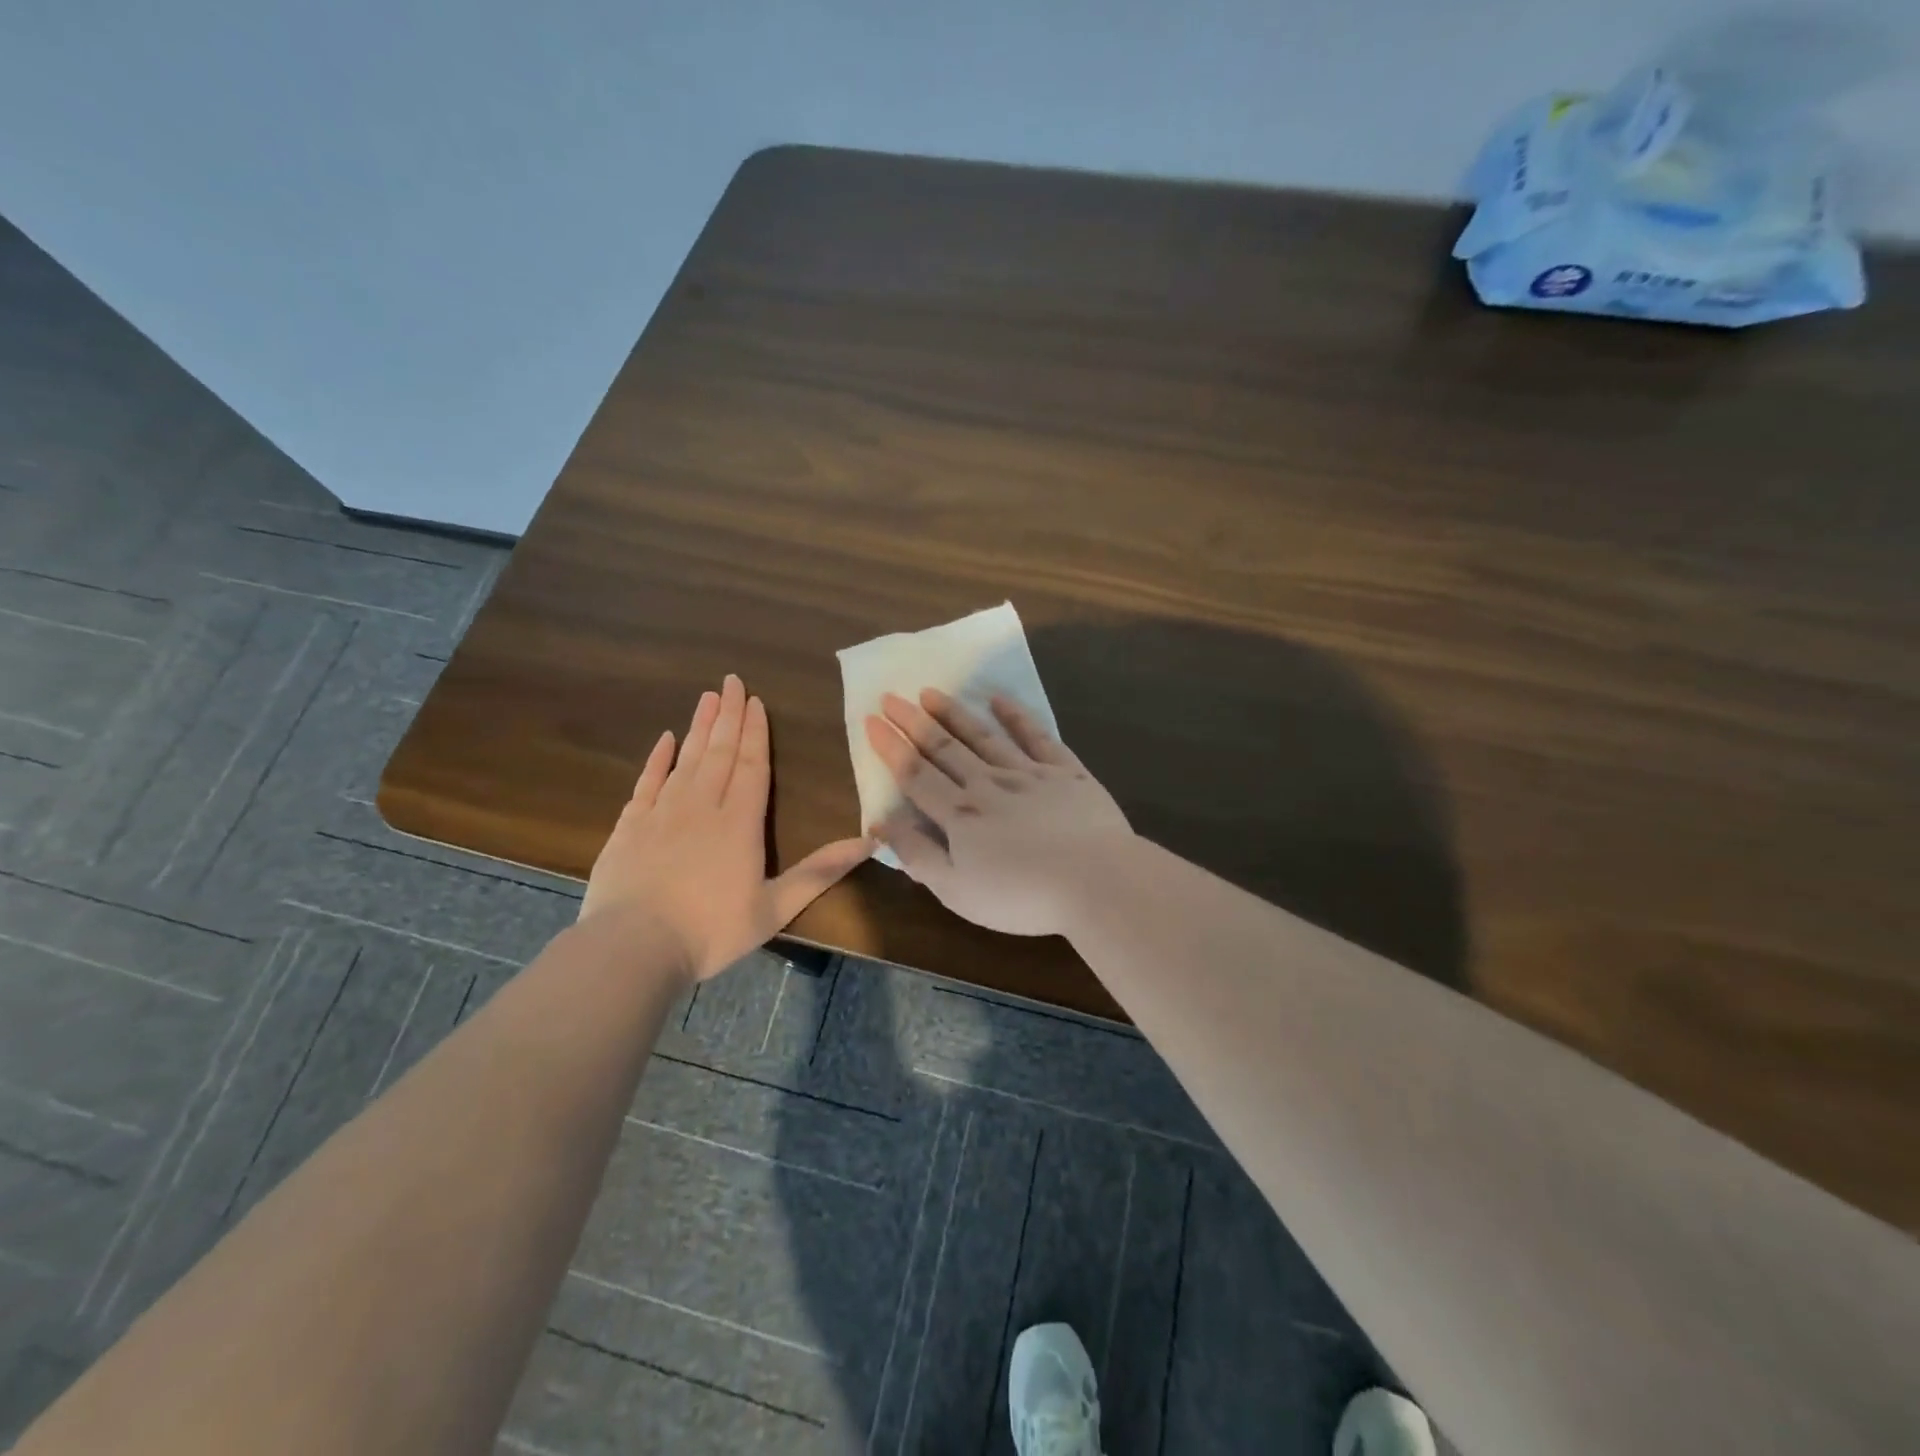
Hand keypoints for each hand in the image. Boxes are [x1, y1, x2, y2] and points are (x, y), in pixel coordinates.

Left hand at [581, 674, 871, 979]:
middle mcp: (702, 806)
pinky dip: (657, 758)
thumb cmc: (710, 931)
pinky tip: (664, 739)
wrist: (632, 948)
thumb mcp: (775, 907)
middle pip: (720, 752)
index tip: (755, 700)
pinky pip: (647, 781)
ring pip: (686, 759)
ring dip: (699, 727)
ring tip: (707, 697)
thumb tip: (869, 842)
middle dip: (729, 716)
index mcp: (740, 823)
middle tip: (732, 681)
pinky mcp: (630, 826)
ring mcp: (662, 812)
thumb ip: (820, 872)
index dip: (756, 732)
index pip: (752, 765)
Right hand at [863, 689, 1132, 935]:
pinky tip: (999, 699)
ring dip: (955, 713)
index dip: (891, 747)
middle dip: (914, 721)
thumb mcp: (956, 890)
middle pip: (944, 747)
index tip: (872, 720)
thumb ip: (917, 854)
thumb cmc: (1021, 896)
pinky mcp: (1066, 772)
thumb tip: (881, 823)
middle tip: (893, 696)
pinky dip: (1016, 716)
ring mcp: (1029, 773)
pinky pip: (1036, 737)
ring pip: (983, 736)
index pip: (915, 773)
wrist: (1096, 881)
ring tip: (932, 692)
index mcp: (959, 814)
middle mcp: (988, 783)